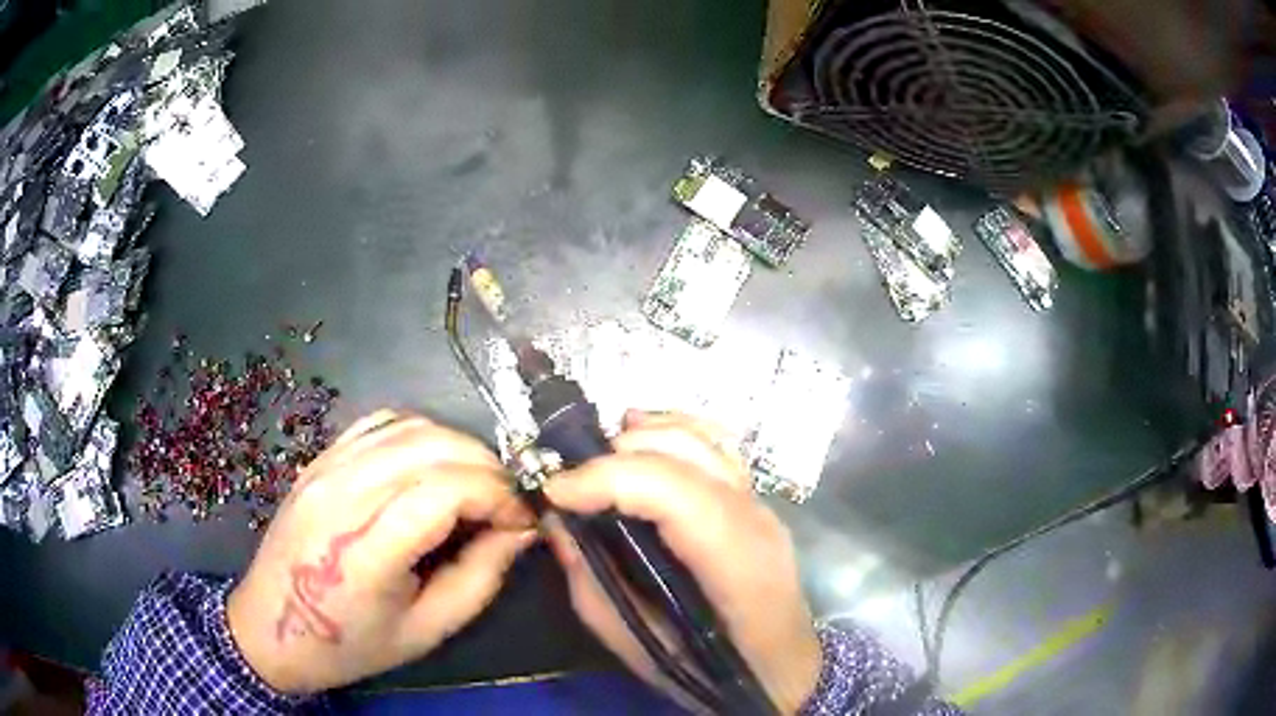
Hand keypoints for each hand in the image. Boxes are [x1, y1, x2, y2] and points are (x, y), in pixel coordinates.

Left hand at [226, 410, 533, 694]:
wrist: (272, 629)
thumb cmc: (350, 643)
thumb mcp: (427, 630)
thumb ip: (480, 577)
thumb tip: (521, 529)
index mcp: (366, 548)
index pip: (447, 488)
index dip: (499, 494)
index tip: (523, 519)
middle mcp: (342, 493)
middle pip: (433, 446)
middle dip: (487, 467)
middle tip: (506, 504)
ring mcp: (325, 468)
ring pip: (410, 425)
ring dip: (456, 448)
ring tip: (474, 486)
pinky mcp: (318, 460)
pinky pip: (378, 424)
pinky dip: (418, 435)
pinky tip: (429, 467)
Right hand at [544, 411, 821, 713]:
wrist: (781, 668)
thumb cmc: (714, 670)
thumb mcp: (638, 645)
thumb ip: (592, 583)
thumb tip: (557, 523)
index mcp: (736, 564)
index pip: (677, 493)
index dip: (610, 479)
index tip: (555, 491)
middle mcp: (754, 519)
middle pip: (686, 454)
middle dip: (617, 456)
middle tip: (571, 483)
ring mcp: (760, 503)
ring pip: (702, 438)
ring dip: (641, 437)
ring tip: (597, 457)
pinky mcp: (753, 499)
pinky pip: (712, 444)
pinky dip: (670, 431)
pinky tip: (639, 437)